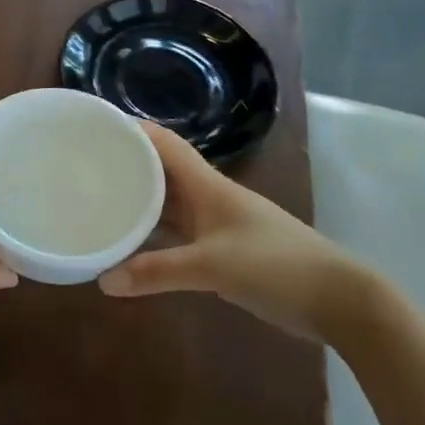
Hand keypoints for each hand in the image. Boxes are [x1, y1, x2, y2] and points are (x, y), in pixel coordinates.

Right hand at [99, 122, 376, 340]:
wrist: (339, 299)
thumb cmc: (276, 266)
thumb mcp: (212, 266)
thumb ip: (158, 273)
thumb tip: (103, 281)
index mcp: (208, 186)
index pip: (165, 144)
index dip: (133, 129)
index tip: (96, 124)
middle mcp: (210, 197)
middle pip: (162, 171)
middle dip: (127, 164)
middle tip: (84, 165)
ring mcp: (218, 224)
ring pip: (169, 204)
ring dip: (138, 201)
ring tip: (98, 200)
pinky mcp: (224, 250)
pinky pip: (178, 233)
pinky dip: (154, 235)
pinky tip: (131, 245)